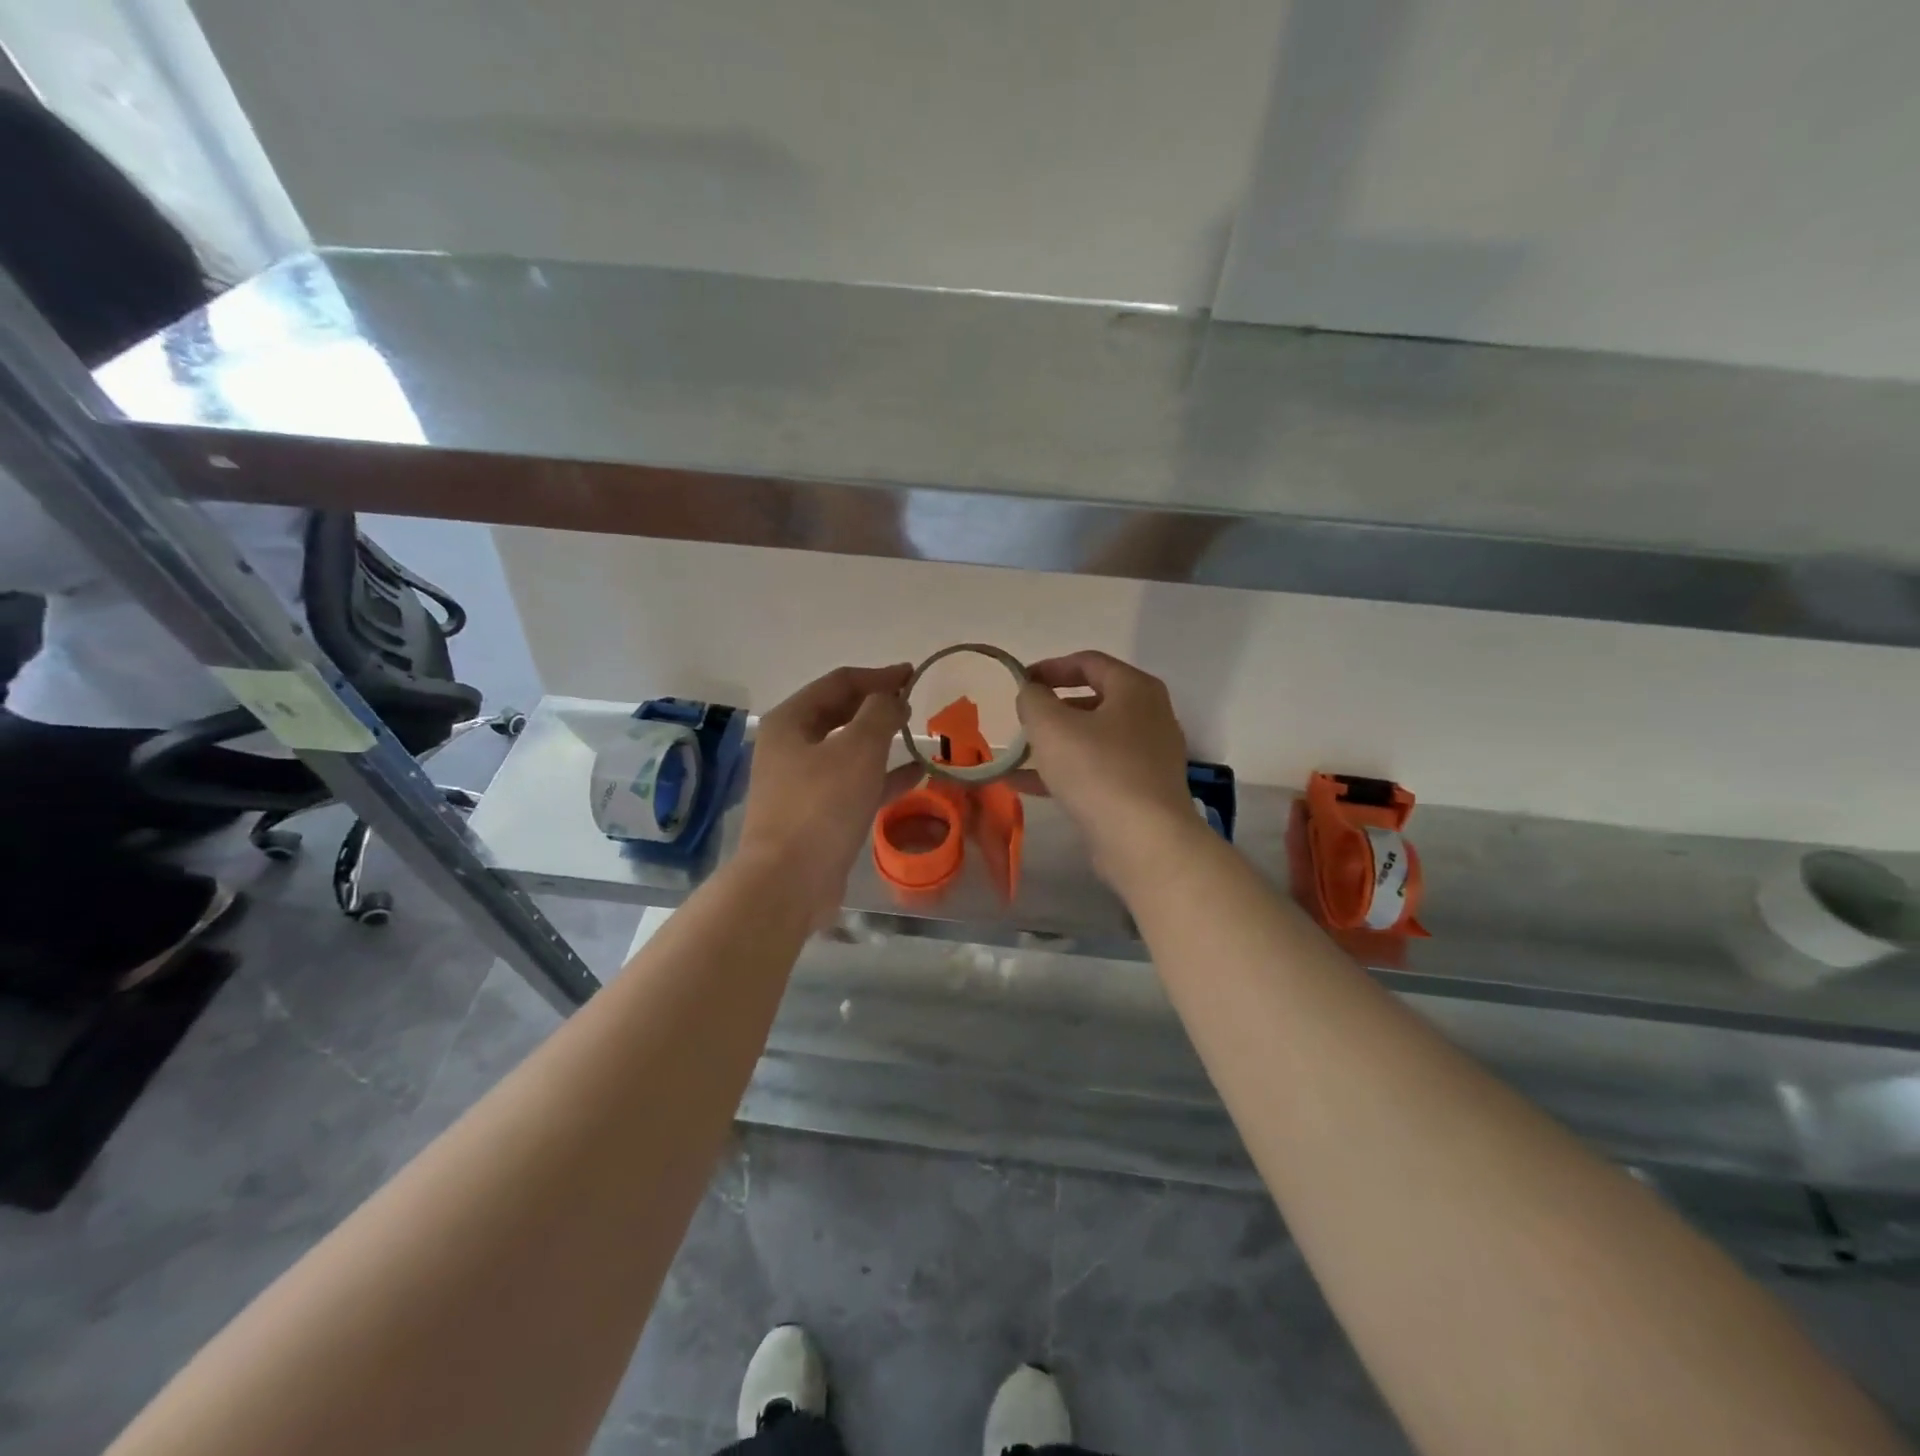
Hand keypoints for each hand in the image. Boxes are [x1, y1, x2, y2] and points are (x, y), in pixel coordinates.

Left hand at [739, 663, 916, 919]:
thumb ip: (880, 713)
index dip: (878, 676)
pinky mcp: (816, 814)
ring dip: (882, 740)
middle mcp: (791, 746)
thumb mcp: (858, 749)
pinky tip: (915, 774)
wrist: (789, 881)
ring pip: (848, 750)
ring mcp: (801, 782)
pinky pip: (853, 783)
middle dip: (878, 706)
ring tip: (919, 734)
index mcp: (792, 720)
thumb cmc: (822, 805)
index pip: (839, 682)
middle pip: (840, 713)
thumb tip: (892, 697)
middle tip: (914, 702)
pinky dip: (882, 775)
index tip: (913, 674)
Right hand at [1015, 651, 1199, 887]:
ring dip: (1054, 744)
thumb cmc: (1097, 770)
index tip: (1019, 682)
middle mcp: (1149, 716)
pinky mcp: (1141, 791)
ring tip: (1016, 755)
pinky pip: (1096, 770)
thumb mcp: (1050, 726)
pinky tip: (1024, 785)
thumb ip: (1033, 699)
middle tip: (1022, 721)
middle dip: (1052, 709)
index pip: (1088, 662)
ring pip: (1092, 740)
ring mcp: (1149, 756)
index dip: (1049, 668)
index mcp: (1135, 689)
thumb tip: (1032, 694)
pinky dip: (1064, 772)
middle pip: (1092, 701)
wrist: (1144, 841)